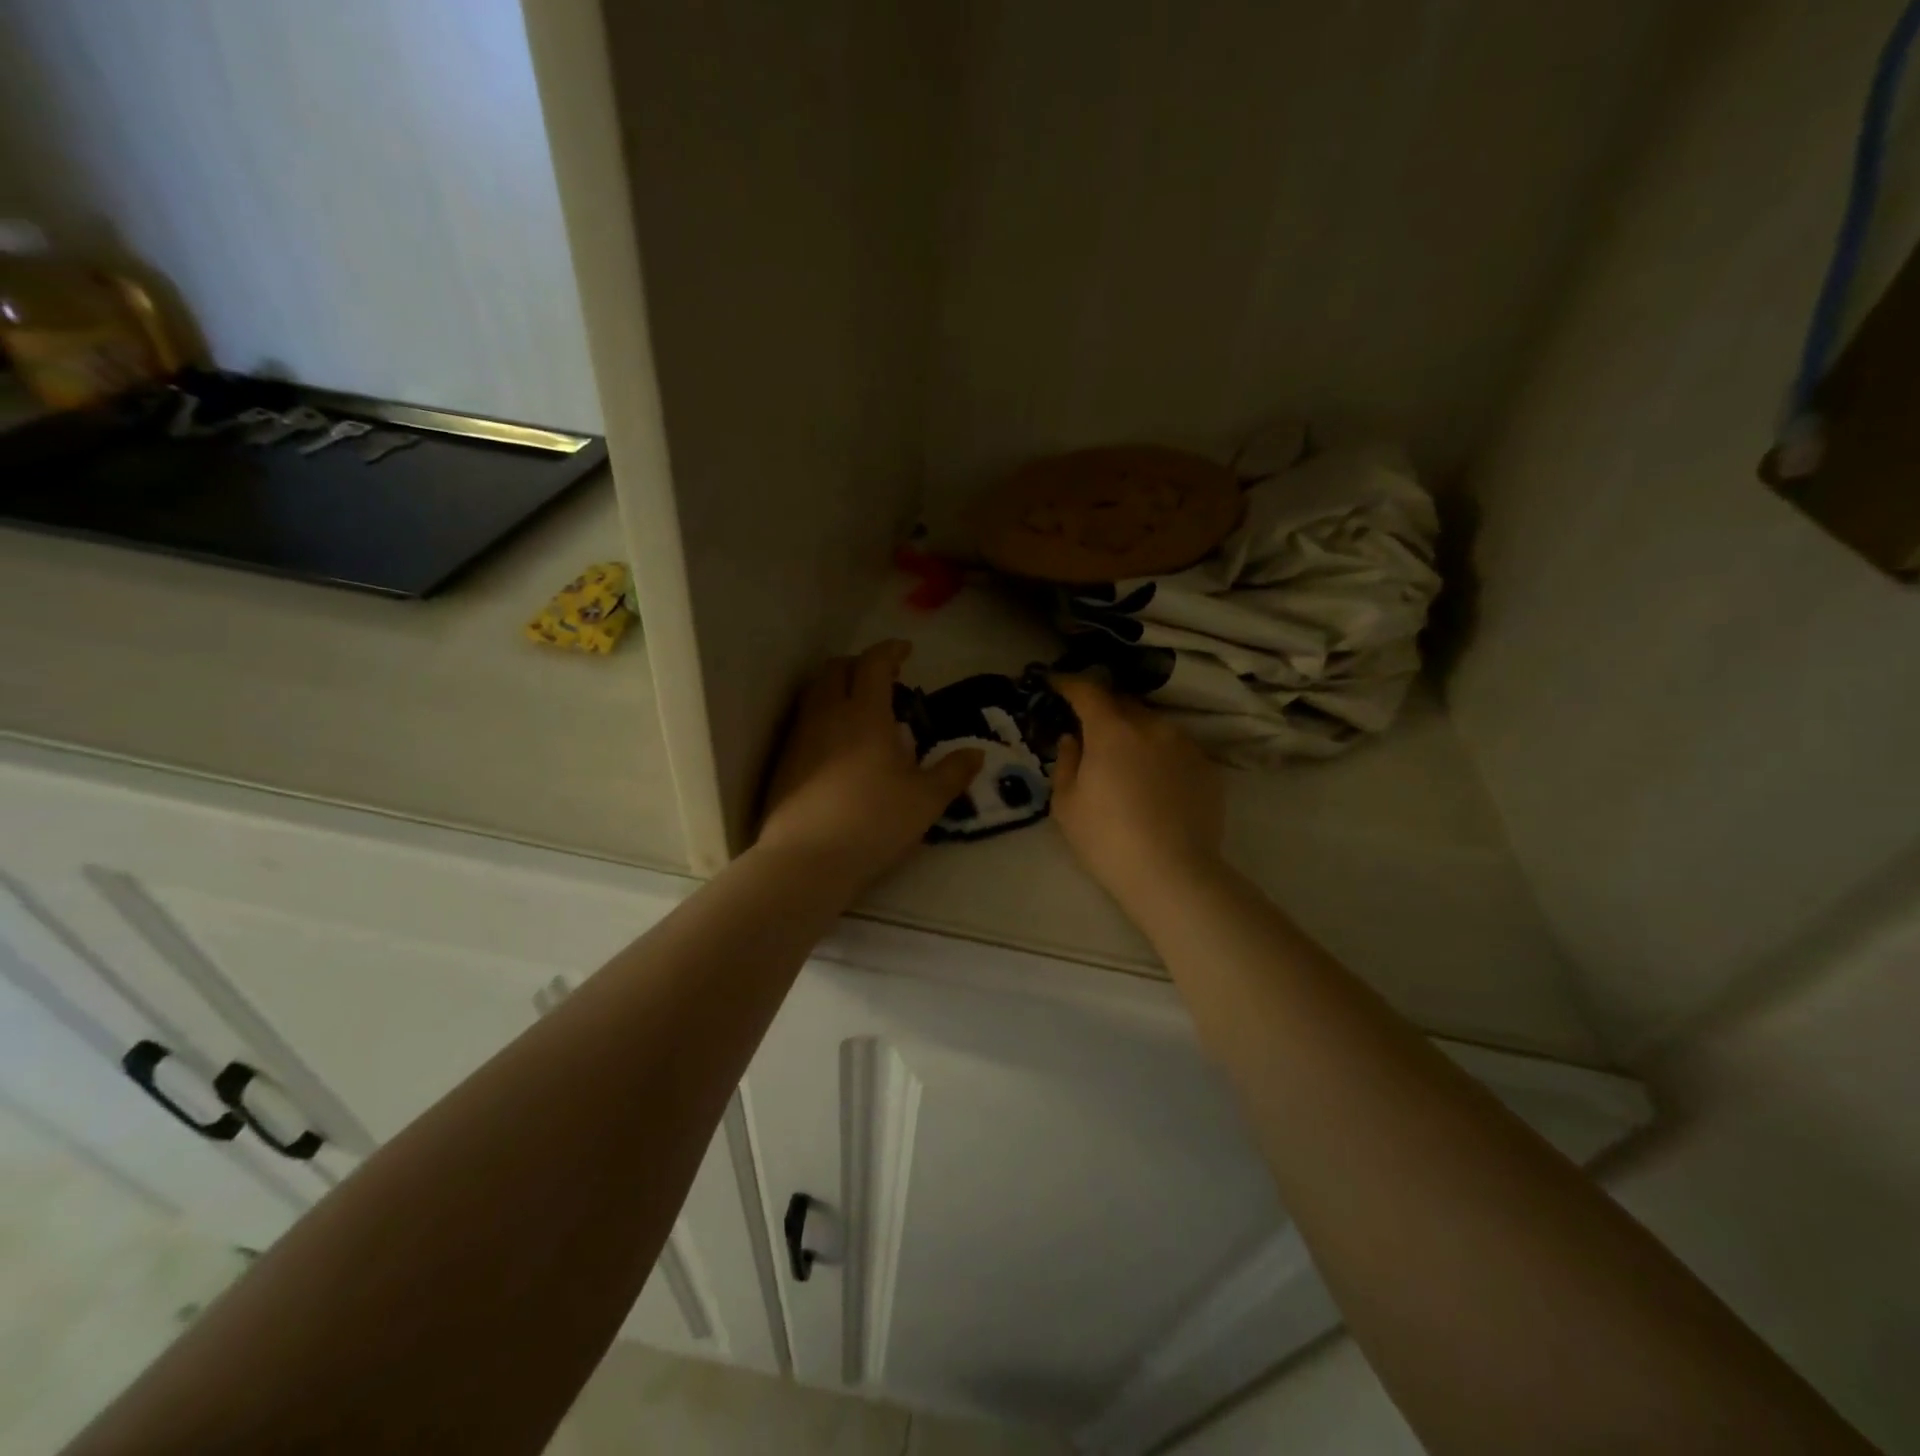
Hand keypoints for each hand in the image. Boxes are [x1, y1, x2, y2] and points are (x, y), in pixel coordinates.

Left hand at [758, 641, 982, 886]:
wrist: (807, 859)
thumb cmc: (874, 822)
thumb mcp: (926, 801)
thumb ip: (953, 773)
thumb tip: (976, 754)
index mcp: (865, 714)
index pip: (874, 664)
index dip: (891, 650)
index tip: (905, 651)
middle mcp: (828, 715)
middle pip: (836, 669)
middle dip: (859, 664)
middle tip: (882, 678)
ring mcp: (800, 737)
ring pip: (815, 693)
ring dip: (837, 687)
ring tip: (859, 708)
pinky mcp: (784, 761)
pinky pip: (804, 721)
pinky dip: (823, 715)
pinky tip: (836, 744)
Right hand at [1050, 677, 1223, 905]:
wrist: (1173, 875)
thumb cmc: (1107, 840)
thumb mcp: (1066, 805)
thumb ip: (1066, 762)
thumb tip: (1073, 739)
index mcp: (1112, 730)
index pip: (1088, 691)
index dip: (1069, 683)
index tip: (1056, 684)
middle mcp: (1152, 726)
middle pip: (1123, 703)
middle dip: (1103, 709)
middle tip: (1089, 727)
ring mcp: (1185, 745)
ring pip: (1153, 725)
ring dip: (1134, 732)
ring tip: (1125, 759)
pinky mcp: (1208, 768)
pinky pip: (1176, 748)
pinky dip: (1160, 754)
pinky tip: (1155, 782)